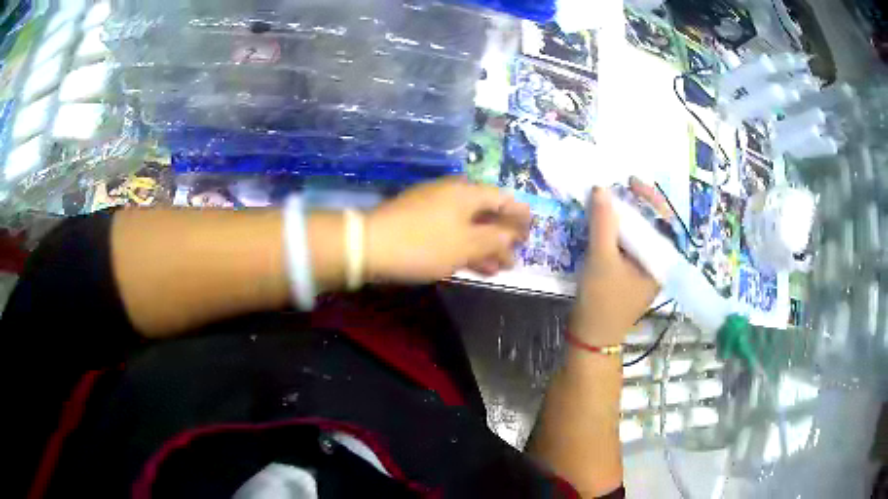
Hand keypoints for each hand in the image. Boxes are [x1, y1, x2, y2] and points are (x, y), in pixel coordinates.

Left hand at [366, 177, 530, 283]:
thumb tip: (512, 235)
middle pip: (485, 212)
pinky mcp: (418, 223)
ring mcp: (433, 208)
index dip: (519, 213)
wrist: (369, 246)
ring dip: (485, 246)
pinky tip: (475, 265)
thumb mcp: (466, 244)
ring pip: (468, 226)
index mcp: (466, 193)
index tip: (532, 228)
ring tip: (501, 267)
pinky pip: (451, 233)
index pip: (501, 198)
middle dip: (503, 234)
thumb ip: (494, 239)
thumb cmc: (424, 243)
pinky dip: (465, 247)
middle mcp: (451, 194)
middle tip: (518, 253)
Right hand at [571, 185, 659, 346]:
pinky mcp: (629, 273)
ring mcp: (643, 269)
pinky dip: (617, 231)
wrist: (590, 336)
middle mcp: (657, 263)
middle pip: (652, 225)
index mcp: (661, 262)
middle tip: (616, 190)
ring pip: (639, 234)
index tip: (631, 182)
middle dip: (635, 205)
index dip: (651, 198)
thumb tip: (601, 189)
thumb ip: (603, 224)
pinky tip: (603, 224)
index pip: (665, 221)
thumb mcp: (601, 260)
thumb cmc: (602, 301)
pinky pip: (628, 244)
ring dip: (625, 217)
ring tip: (607, 202)